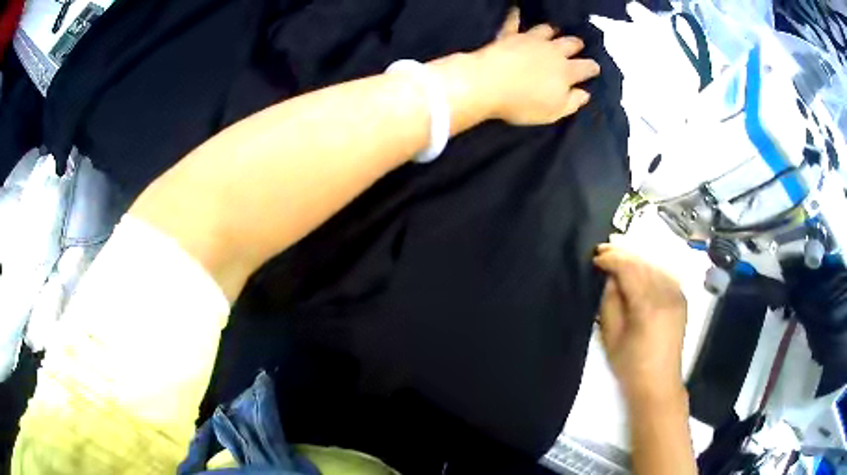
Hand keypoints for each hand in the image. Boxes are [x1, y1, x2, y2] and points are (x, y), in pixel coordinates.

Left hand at [474, 8, 600, 124]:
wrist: (487, 84)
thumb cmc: (523, 103)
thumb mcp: (553, 111)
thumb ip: (572, 102)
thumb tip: (585, 93)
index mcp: (566, 72)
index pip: (586, 67)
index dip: (592, 68)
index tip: (595, 68)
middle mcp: (552, 51)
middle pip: (569, 44)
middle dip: (576, 44)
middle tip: (578, 44)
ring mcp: (530, 40)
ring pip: (546, 30)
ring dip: (551, 31)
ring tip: (553, 31)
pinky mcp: (508, 35)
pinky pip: (512, 21)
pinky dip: (515, 15)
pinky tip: (516, 9)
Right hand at [593, 244, 687, 403]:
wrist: (659, 384)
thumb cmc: (630, 366)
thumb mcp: (611, 336)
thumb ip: (609, 302)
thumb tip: (609, 278)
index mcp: (649, 306)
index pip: (629, 269)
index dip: (611, 259)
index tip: (596, 257)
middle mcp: (667, 294)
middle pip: (643, 263)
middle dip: (623, 253)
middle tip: (604, 249)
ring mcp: (678, 295)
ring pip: (655, 265)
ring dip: (636, 259)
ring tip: (618, 256)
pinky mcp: (681, 299)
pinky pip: (664, 274)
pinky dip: (650, 267)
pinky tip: (639, 269)